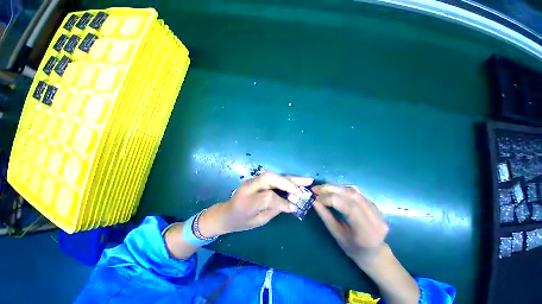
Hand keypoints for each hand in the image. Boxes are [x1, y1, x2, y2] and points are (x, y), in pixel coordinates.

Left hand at [199, 172, 312, 236]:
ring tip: (306, 180)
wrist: (225, 213)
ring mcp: (252, 180)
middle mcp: (249, 186)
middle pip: (270, 179)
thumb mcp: (257, 221)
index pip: (268, 197)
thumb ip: (273, 210)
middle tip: (306, 185)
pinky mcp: (257, 179)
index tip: (295, 206)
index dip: (283, 201)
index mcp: (246, 200)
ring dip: (291, 178)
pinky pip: (273, 177)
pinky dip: (286, 179)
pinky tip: (295, 180)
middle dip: (289, 183)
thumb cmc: (240, 221)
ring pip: (274, 175)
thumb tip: (292, 205)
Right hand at [313, 184, 388, 263]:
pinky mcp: (374, 204)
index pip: (349, 207)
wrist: (374, 252)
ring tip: (322, 188)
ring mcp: (377, 209)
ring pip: (353, 191)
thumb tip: (314, 201)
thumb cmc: (353, 248)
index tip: (315, 197)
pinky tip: (333, 190)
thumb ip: (325, 216)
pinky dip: (341, 189)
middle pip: (351, 195)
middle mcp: (375, 218)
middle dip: (331, 189)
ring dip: (335, 187)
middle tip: (316, 188)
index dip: (330, 199)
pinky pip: (356, 192)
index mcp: (366, 231)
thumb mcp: (337, 235)